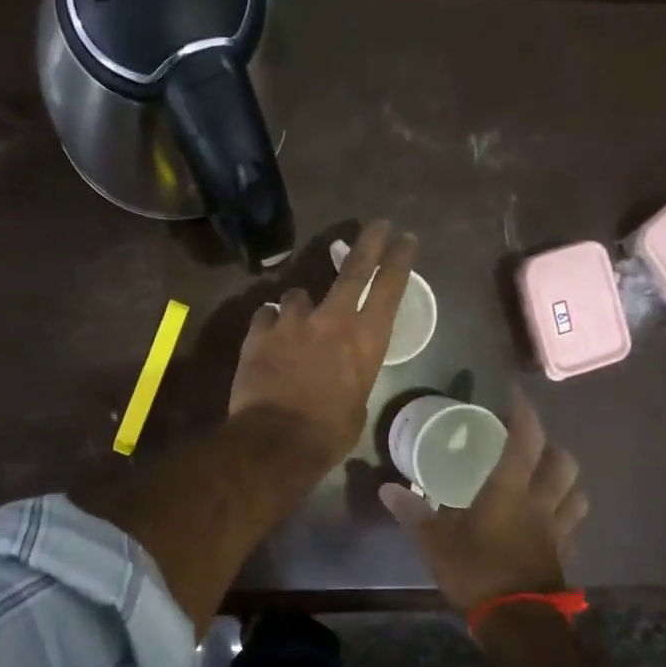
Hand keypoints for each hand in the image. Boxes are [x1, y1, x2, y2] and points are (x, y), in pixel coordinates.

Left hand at [228, 220, 419, 468]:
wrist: (275, 441)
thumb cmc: (328, 434)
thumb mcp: (357, 405)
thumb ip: (352, 376)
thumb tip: (341, 373)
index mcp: (365, 341)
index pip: (390, 288)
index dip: (399, 260)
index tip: (406, 238)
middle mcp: (332, 320)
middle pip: (353, 269)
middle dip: (368, 243)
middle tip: (377, 224)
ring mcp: (292, 322)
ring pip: (298, 294)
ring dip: (300, 306)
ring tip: (296, 321)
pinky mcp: (259, 332)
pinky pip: (266, 316)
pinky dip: (270, 324)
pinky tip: (267, 337)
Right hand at [379, 393, 587, 612]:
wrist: (518, 623)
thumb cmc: (476, 573)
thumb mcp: (434, 542)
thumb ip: (413, 513)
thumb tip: (386, 489)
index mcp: (510, 491)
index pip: (526, 440)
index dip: (523, 413)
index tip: (515, 395)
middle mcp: (541, 503)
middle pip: (563, 463)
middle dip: (552, 445)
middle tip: (533, 442)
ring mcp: (557, 530)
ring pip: (577, 493)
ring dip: (567, 479)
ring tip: (549, 477)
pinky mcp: (563, 555)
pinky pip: (572, 525)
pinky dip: (565, 514)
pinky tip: (550, 520)